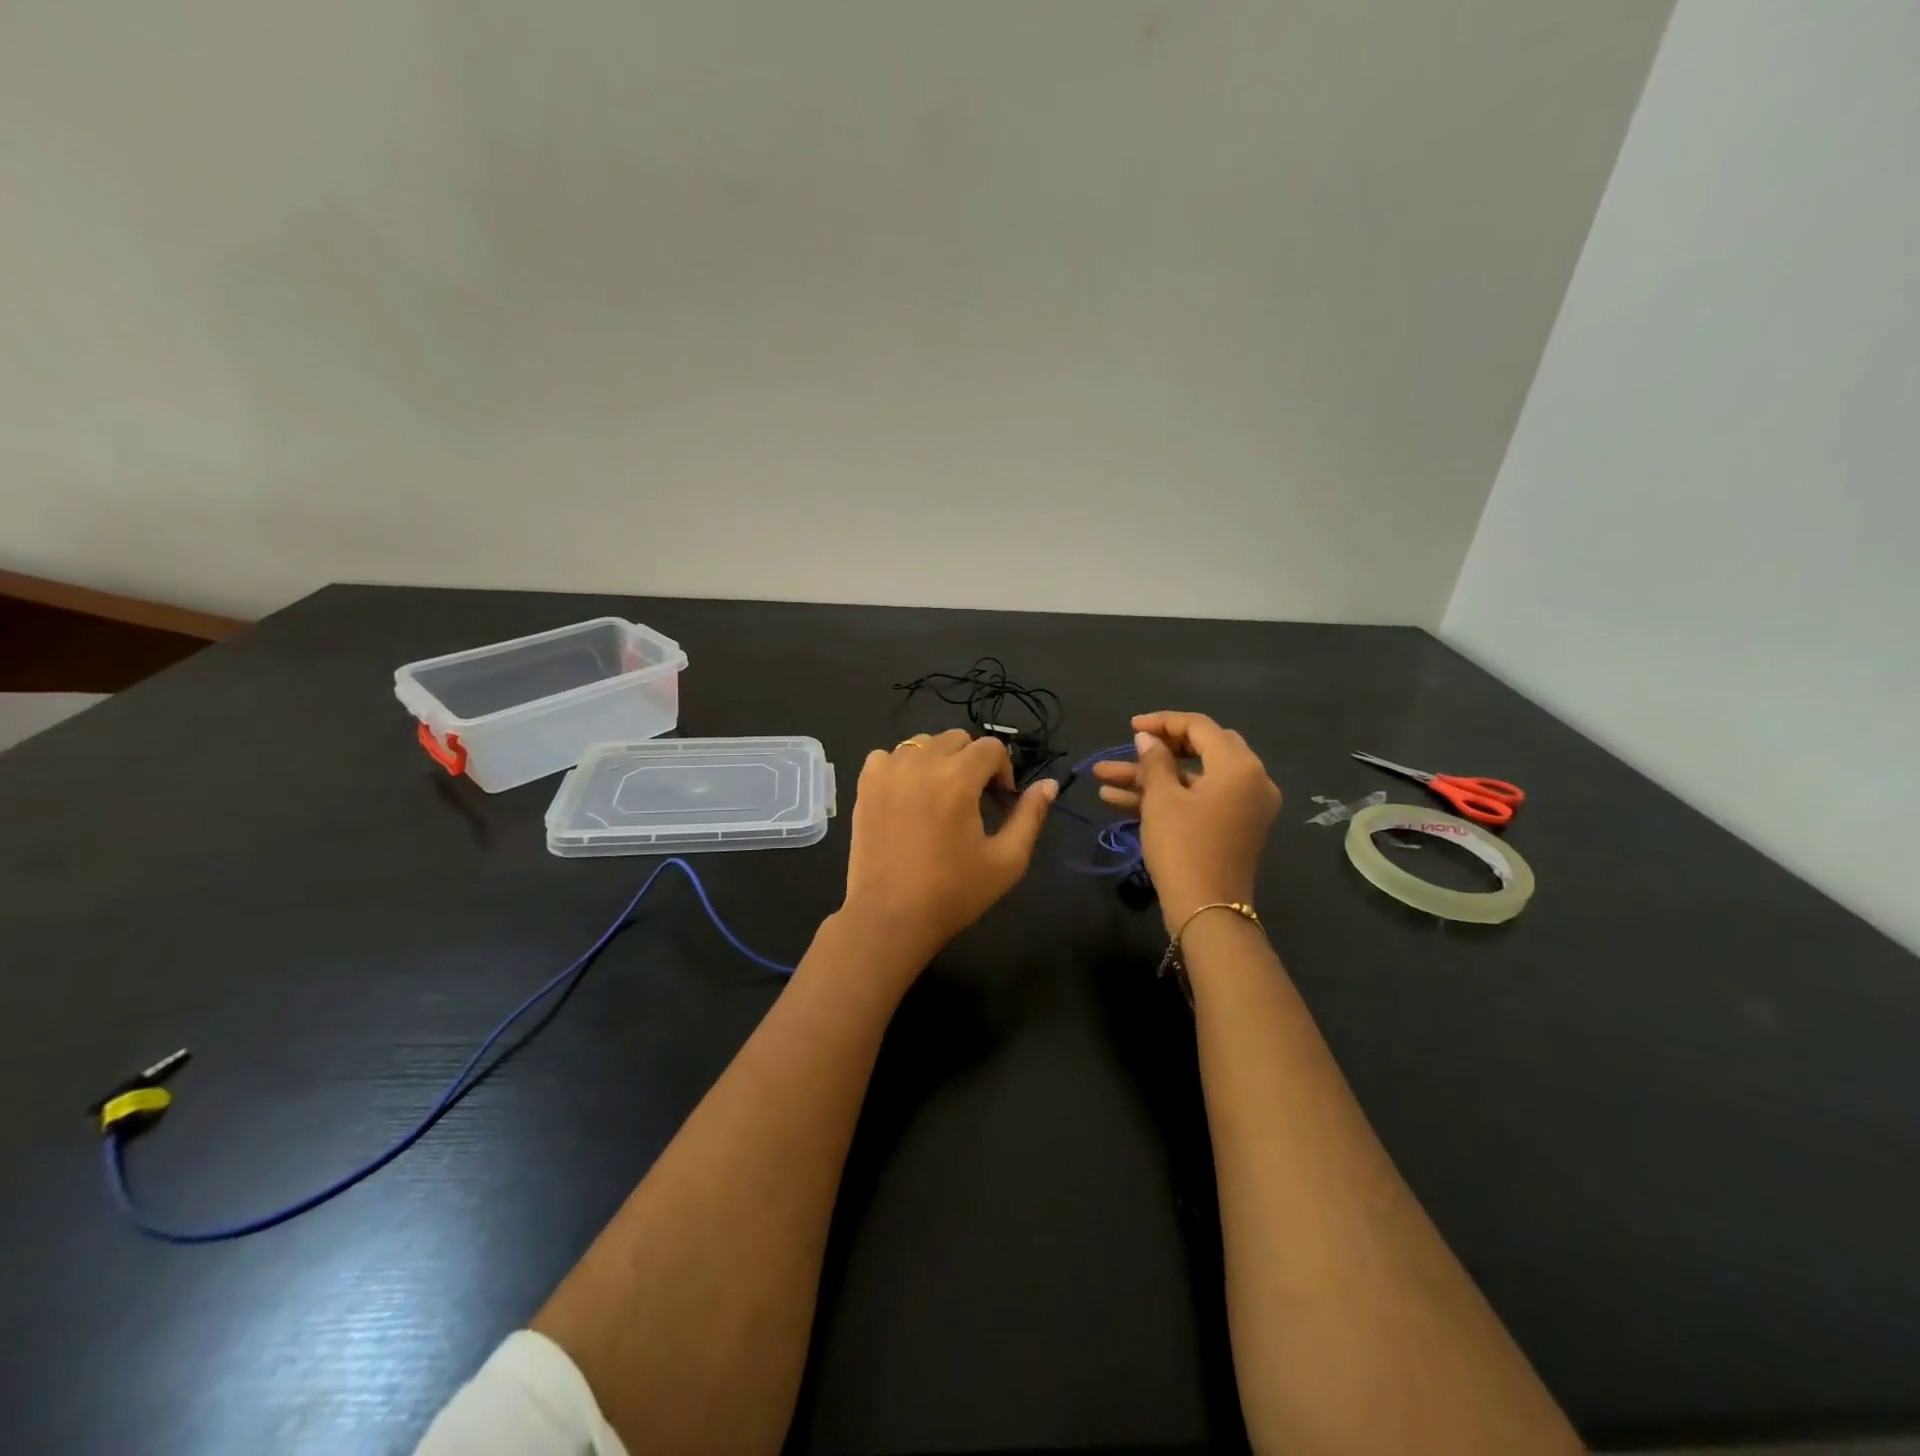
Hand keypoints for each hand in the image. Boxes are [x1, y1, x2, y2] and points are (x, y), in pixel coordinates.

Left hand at [840, 730, 1056, 970]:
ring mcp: (888, 771)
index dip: (1003, 770)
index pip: (991, 747)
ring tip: (939, 797)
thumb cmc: (953, 892)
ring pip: (922, 743)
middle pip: (957, 739)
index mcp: (958, 777)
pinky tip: (907, 796)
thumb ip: (1030, 816)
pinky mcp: (865, 785)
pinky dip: (902, 767)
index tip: (1000, 802)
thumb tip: (1049, 784)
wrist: (890, 917)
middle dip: (973, 762)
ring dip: (938, 760)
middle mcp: (921, 763)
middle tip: (973, 800)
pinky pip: (888, 756)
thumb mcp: (1007, 860)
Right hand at [1092, 712, 1280, 934]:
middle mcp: (1250, 780)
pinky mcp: (1231, 827)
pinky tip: (1117, 799)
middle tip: (1130, 747)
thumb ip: (1154, 761)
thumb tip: (1147, 739)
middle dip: (1159, 749)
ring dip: (1150, 777)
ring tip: (1103, 777)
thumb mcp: (1161, 800)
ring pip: (1192, 778)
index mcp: (1239, 766)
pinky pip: (1198, 800)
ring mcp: (1243, 806)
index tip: (1130, 726)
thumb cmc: (1183, 847)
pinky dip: (1165, 797)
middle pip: (1201, 749)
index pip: (1200, 727)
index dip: (1162, 722)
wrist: (1206, 912)